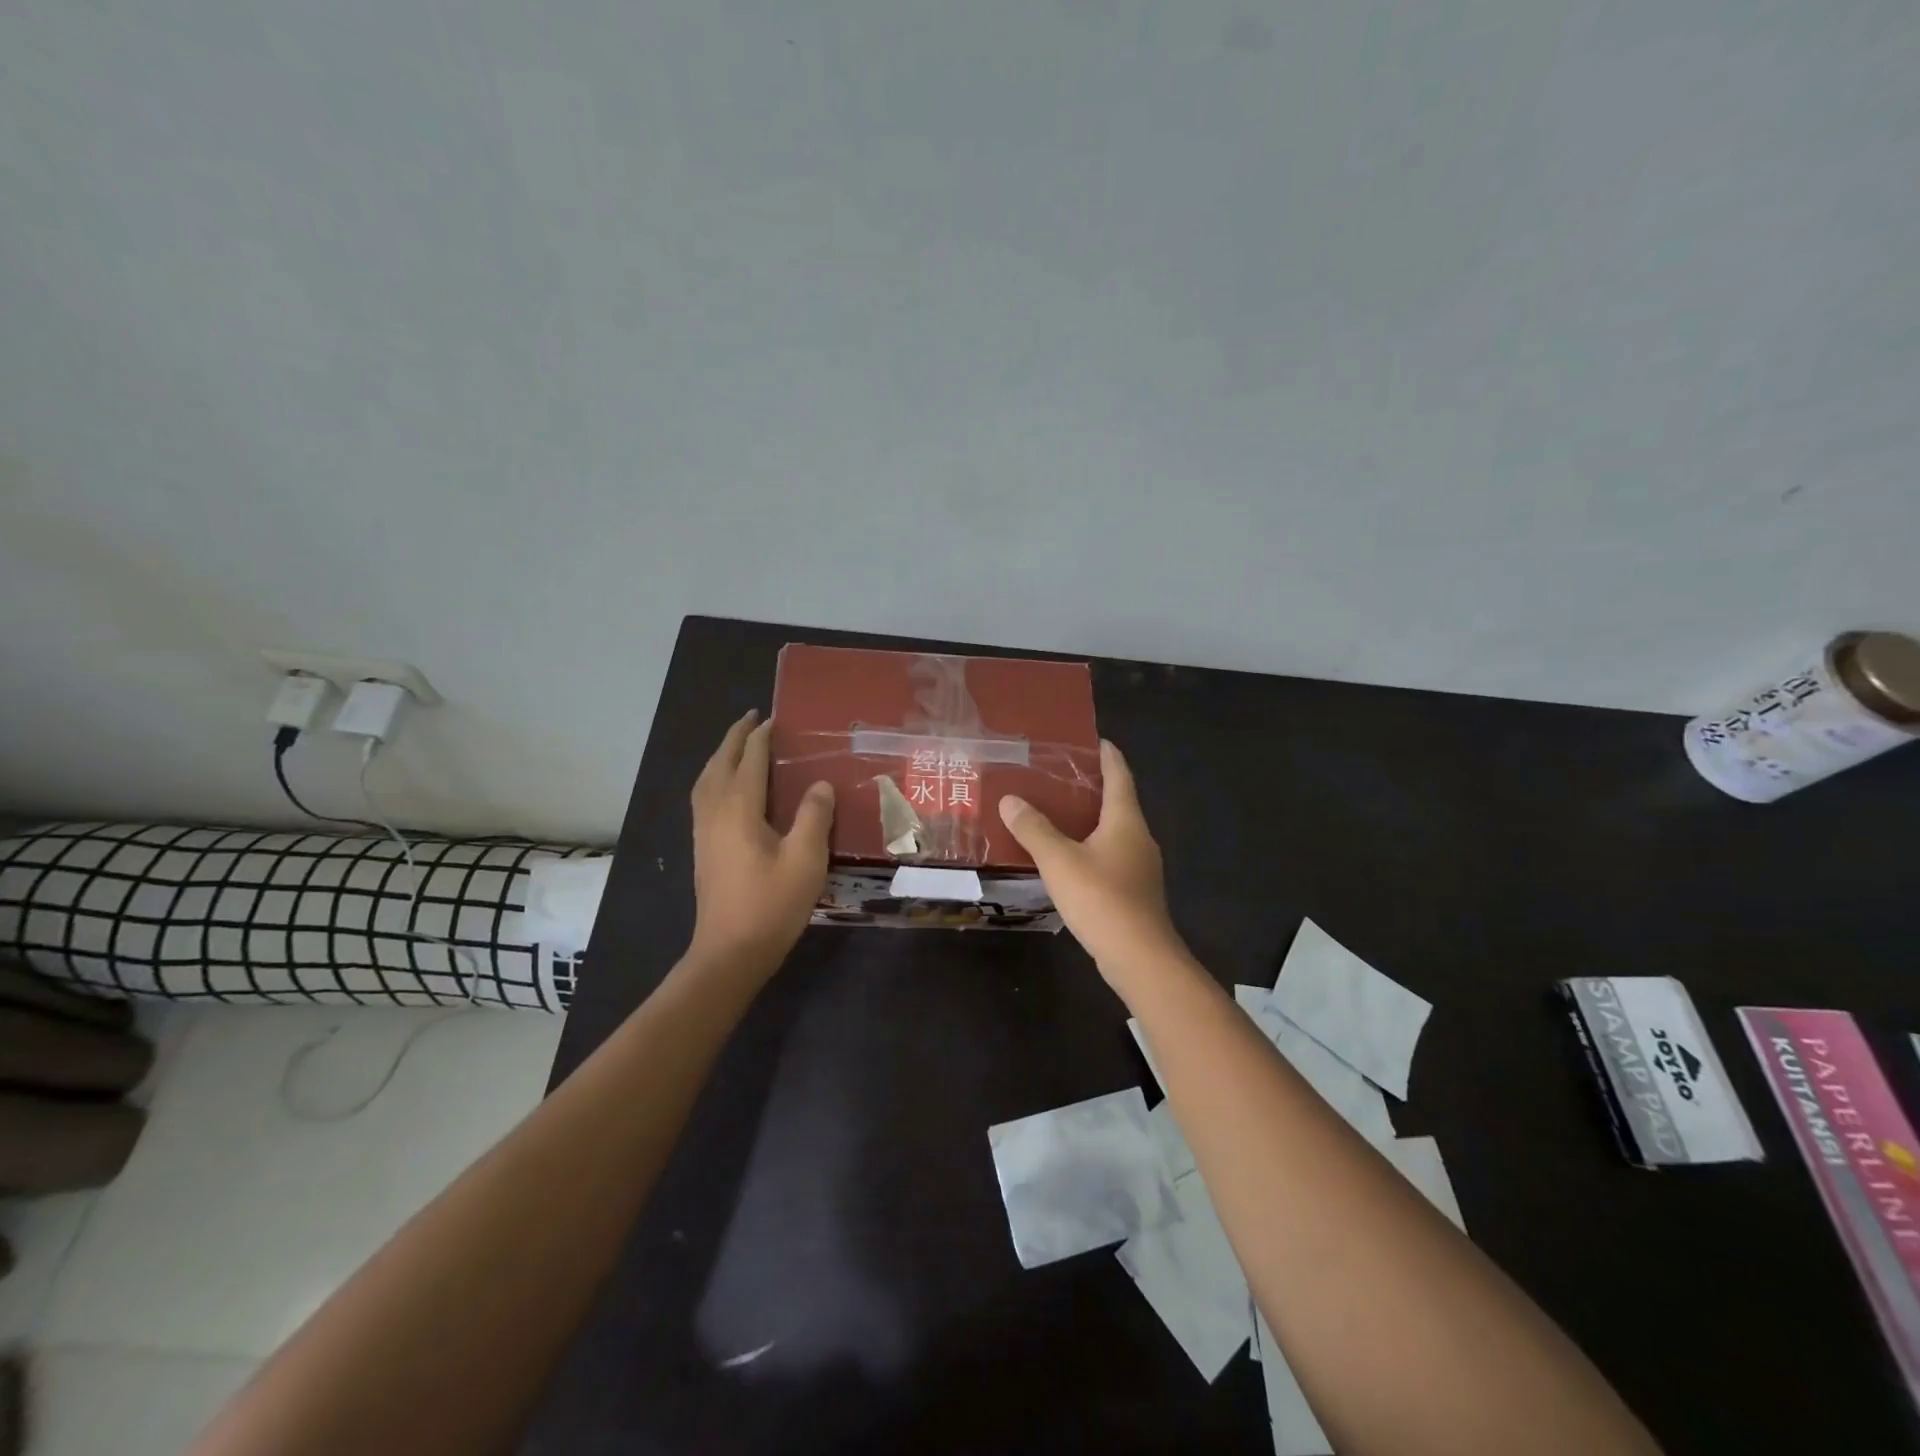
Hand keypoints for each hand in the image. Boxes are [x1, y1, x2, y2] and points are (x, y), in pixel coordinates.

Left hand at [688, 710, 834, 978]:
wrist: (730, 952)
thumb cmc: (771, 904)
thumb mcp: (805, 859)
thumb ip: (813, 816)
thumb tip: (820, 784)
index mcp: (739, 809)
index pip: (750, 759)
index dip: (762, 737)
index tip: (775, 718)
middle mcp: (715, 812)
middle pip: (720, 763)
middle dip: (734, 738)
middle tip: (752, 719)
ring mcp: (703, 831)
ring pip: (706, 780)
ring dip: (721, 756)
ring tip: (738, 746)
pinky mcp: (702, 849)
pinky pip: (704, 797)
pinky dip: (714, 778)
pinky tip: (727, 789)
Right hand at [998, 740, 1185, 981]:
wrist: (1139, 957)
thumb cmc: (1101, 898)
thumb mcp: (1058, 860)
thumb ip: (1033, 828)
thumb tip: (1010, 799)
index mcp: (1125, 820)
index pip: (1119, 775)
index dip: (1107, 755)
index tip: (1093, 739)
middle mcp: (1139, 837)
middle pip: (1117, 802)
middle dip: (1092, 788)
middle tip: (1058, 776)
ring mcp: (1140, 867)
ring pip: (1113, 832)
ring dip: (1089, 820)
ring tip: (1056, 814)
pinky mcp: (1134, 891)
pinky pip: (1110, 857)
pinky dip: (1090, 847)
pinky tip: (1067, 858)